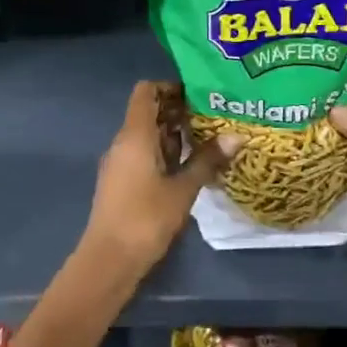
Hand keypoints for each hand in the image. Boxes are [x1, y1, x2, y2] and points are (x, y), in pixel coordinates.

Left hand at [80, 81, 239, 276]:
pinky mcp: (122, 182)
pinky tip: (190, 167)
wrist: (110, 259)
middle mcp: (123, 143)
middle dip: (178, 112)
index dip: (170, 87)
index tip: (198, 94)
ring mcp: (120, 163)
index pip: (146, 92)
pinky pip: (143, 155)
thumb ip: (207, 161)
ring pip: (147, 136)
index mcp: (134, 135)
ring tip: (209, 140)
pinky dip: (165, 154)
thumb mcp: (183, 189)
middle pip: (148, 113)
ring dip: (174, 135)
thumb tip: (236, 136)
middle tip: (214, 117)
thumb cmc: (146, 218)